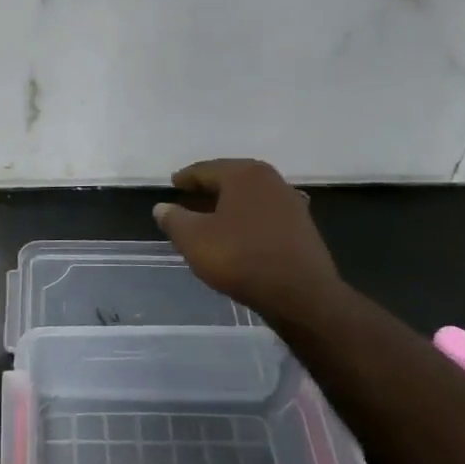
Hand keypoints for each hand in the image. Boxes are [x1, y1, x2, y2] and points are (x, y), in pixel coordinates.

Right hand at [153, 159, 344, 322]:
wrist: (301, 294)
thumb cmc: (240, 258)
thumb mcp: (194, 239)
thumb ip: (174, 219)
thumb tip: (162, 207)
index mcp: (243, 174)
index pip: (205, 169)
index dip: (185, 178)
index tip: (172, 184)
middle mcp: (270, 180)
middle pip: (231, 179)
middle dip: (208, 189)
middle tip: (188, 198)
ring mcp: (290, 202)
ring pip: (249, 197)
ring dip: (229, 205)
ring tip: (210, 217)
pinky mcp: (302, 226)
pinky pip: (264, 214)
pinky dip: (246, 218)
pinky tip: (237, 234)